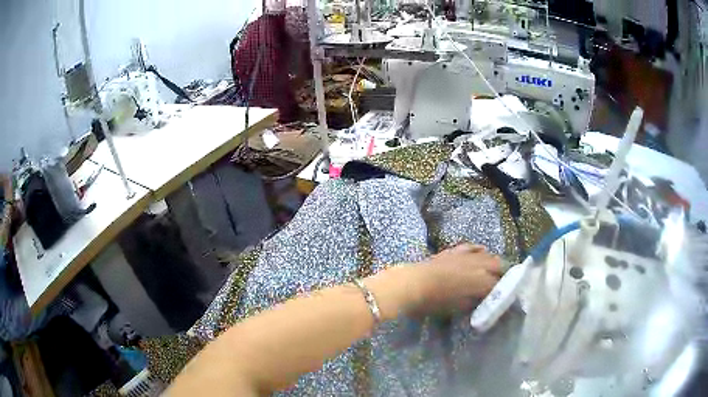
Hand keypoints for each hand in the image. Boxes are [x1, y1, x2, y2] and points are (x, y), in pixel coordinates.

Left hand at [411, 243, 501, 313]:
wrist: (413, 283)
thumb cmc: (435, 301)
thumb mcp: (458, 307)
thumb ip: (474, 302)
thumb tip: (481, 300)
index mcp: (481, 281)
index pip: (499, 286)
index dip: (504, 292)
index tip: (506, 296)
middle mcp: (479, 265)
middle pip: (499, 266)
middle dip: (503, 274)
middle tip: (504, 283)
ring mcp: (467, 255)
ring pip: (489, 255)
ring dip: (494, 262)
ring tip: (495, 270)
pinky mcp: (456, 250)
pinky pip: (473, 247)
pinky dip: (480, 251)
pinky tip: (482, 252)